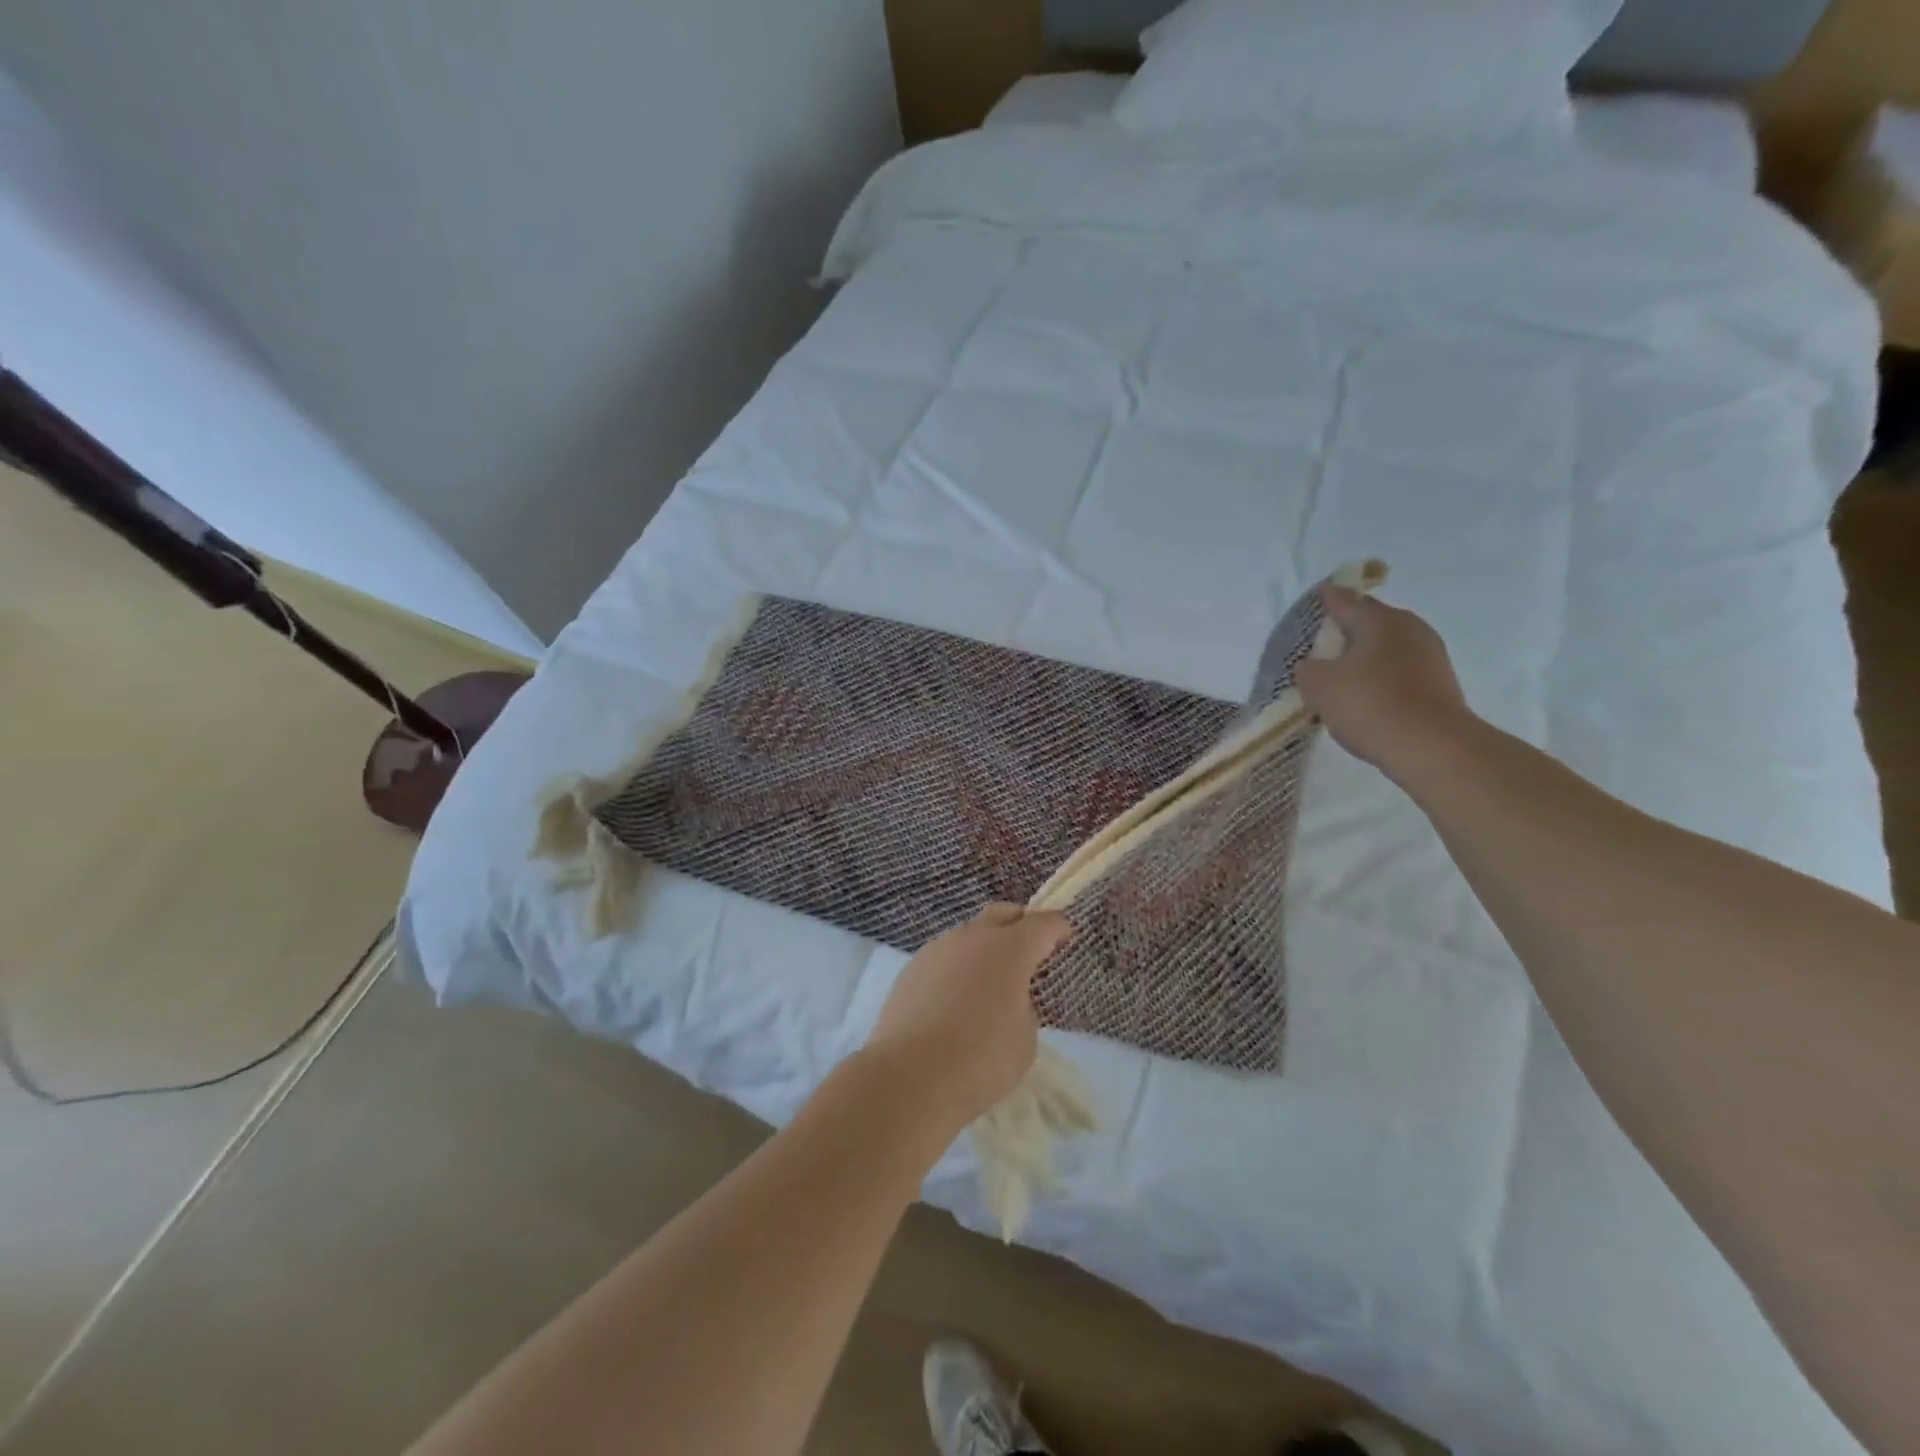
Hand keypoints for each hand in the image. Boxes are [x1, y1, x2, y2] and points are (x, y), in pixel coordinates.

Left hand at [864, 903, 1071, 1132]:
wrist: (909, 1077)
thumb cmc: (981, 1060)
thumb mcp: (1024, 1039)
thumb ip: (1023, 1008)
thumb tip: (1005, 999)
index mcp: (1009, 949)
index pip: (1042, 924)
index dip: (1057, 928)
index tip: (1065, 934)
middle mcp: (972, 938)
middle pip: (1001, 914)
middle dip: (1019, 924)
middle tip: (1030, 946)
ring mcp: (937, 950)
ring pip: (968, 935)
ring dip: (984, 948)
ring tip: (989, 982)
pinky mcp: (911, 969)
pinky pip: (944, 958)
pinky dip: (957, 969)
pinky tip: (955, 1001)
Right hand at [1295, 586, 1473, 786]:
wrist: (1432, 747)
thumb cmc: (1370, 704)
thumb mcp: (1319, 686)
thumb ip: (1307, 669)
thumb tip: (1313, 666)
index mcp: (1379, 619)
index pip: (1344, 599)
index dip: (1326, 598)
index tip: (1316, 596)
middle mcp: (1409, 628)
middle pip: (1369, 622)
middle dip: (1345, 632)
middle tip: (1320, 648)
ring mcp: (1429, 655)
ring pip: (1385, 648)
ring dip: (1362, 659)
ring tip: (1339, 679)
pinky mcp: (1439, 683)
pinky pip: (1398, 672)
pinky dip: (1379, 679)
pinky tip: (1364, 699)